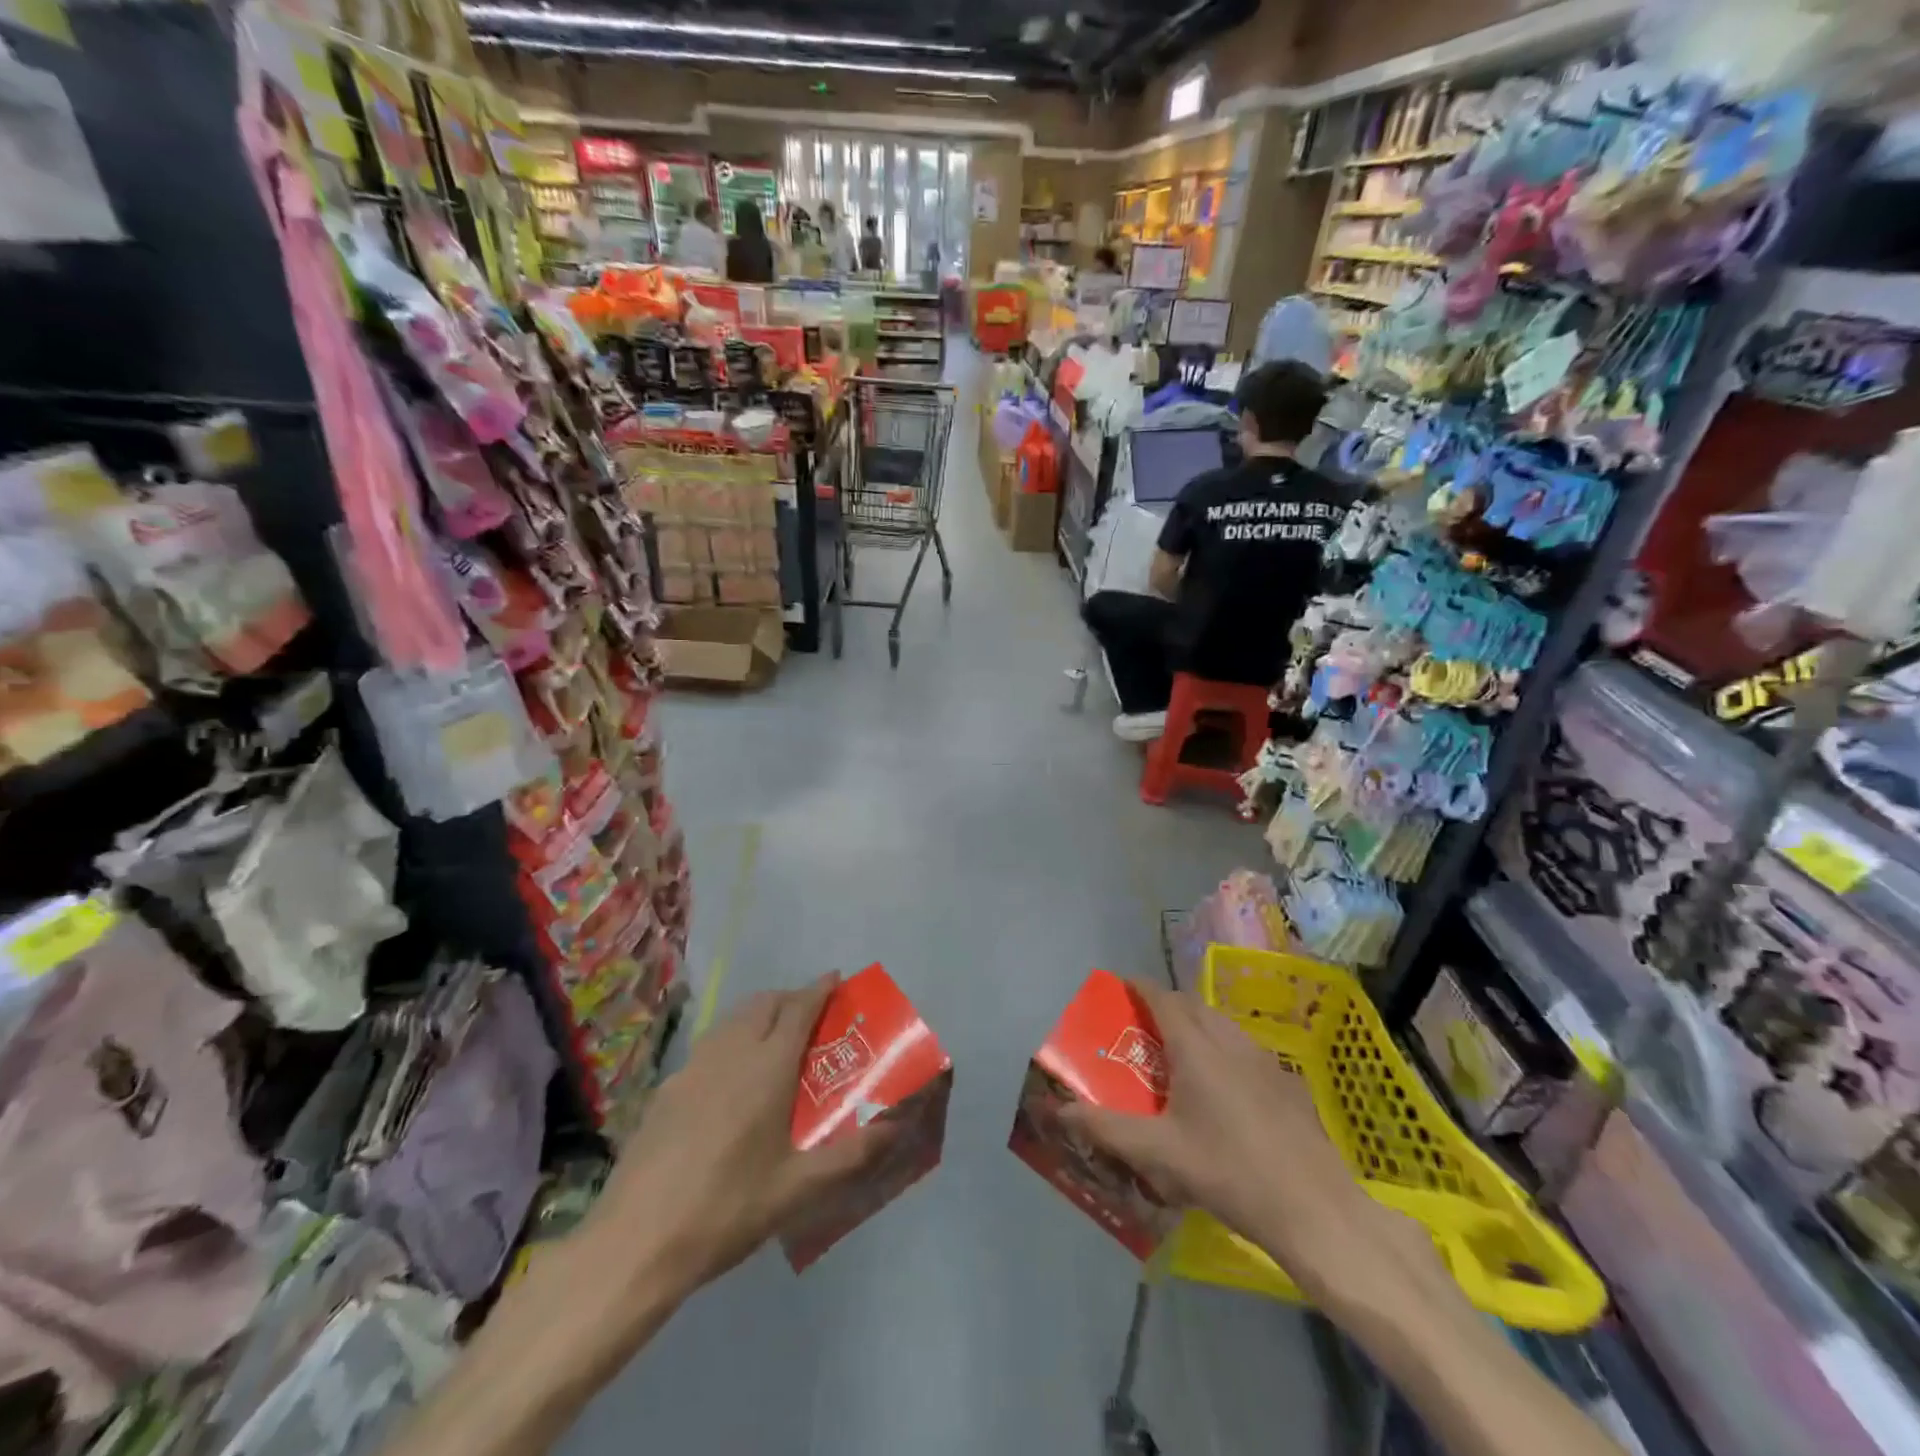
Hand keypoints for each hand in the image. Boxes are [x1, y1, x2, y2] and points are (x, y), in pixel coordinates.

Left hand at [585, 972, 890, 1297]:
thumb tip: (896, 1128)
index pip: (799, 1008)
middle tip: (812, 1016)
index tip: (837, 978)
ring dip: (759, 1015)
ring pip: (732, 1019)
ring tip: (775, 1041)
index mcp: (767, 1067)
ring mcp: (692, 1068)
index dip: (820, 989)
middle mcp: (730, 1053)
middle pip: (764, 1003)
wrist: (635, 1242)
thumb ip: (851, 1154)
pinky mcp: (666, 1090)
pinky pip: (708, 1046)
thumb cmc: (727, 1209)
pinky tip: (730, 1081)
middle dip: (791, 998)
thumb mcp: (798, 1189)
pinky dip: (731, 1041)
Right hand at [1059, 979, 1410, 1304]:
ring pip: (1222, 1023)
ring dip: (1197, 1024)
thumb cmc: (1228, 1172)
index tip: (1120, 988)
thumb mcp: (1158, 1153)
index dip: (1139, 987)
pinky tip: (1225, 1087)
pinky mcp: (1287, 1082)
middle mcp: (1229, 1040)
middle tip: (1142, 1026)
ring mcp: (1264, 1059)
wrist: (1313, 1207)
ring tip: (1179, 1053)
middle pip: (1192, 1004)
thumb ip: (1106, 1128)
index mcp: (1196, 1047)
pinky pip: (1245, 1047)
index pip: (1162, 997)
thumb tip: (1060, 1110)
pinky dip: (1224, 1047)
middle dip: (1165, 1004)